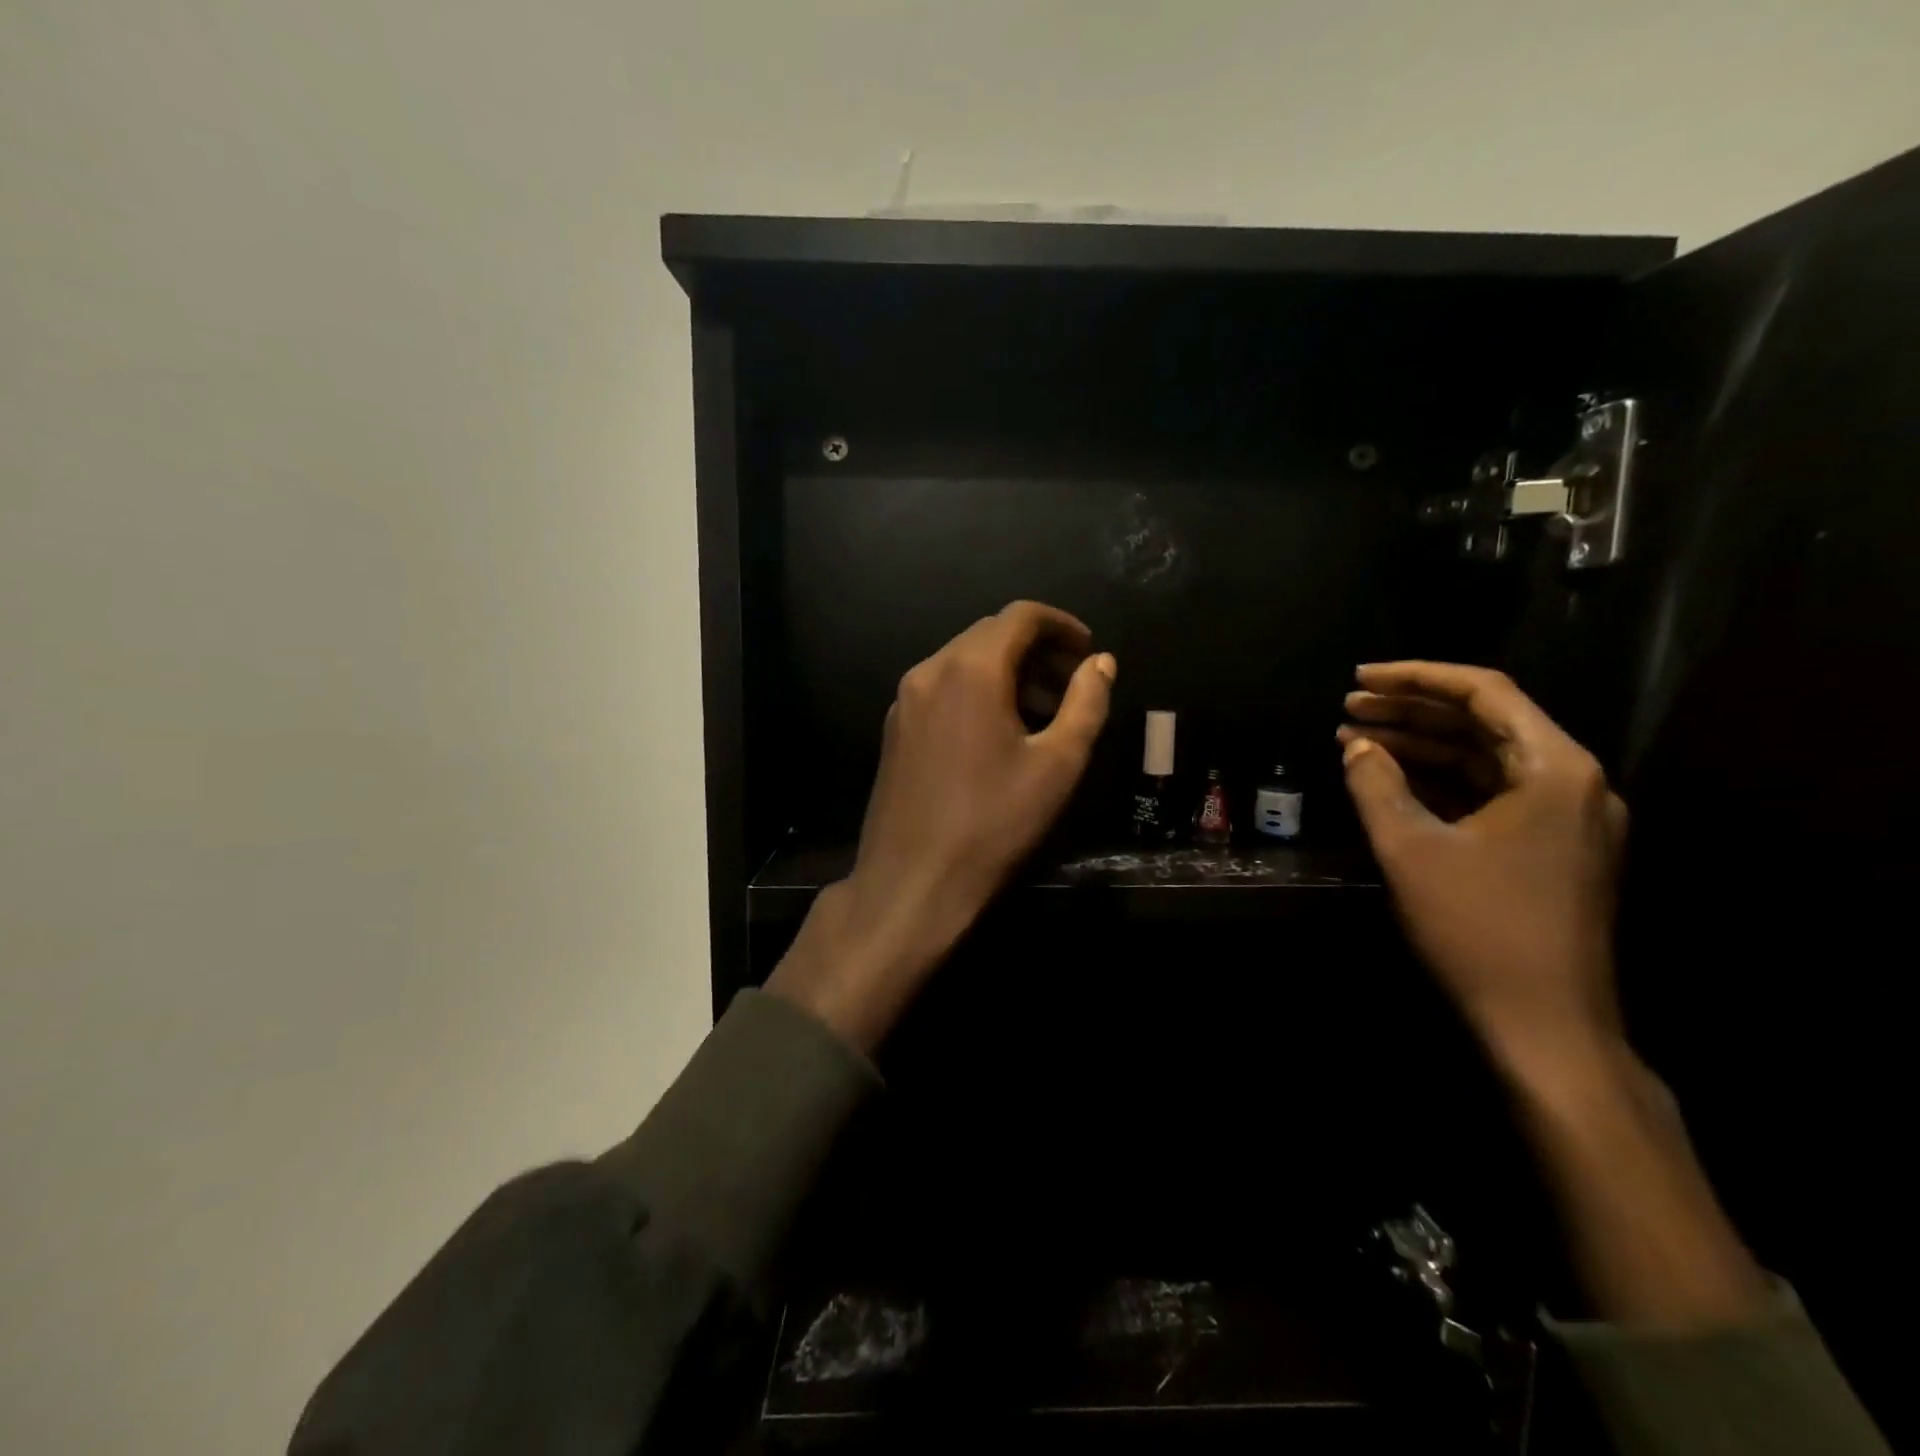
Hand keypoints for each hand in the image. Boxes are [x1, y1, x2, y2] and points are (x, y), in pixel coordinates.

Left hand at [768, 602, 1115, 1052]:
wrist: (912, 882)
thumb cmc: (994, 823)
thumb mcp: (1058, 764)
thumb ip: (1086, 703)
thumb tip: (1101, 663)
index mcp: (970, 668)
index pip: (1020, 616)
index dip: (1062, 625)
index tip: (1089, 652)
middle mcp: (930, 670)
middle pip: (990, 634)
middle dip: (1037, 650)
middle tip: (1072, 686)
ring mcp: (905, 699)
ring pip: (964, 661)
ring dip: (1007, 672)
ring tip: (1043, 713)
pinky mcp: (895, 728)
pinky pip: (943, 688)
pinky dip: (977, 692)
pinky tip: (998, 733)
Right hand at [1337, 662, 1628, 1070]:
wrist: (1544, 1025)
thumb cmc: (1478, 929)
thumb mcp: (1410, 849)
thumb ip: (1377, 784)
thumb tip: (1357, 745)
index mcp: (1554, 769)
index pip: (1484, 693)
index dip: (1416, 677)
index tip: (1359, 678)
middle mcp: (1573, 783)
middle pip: (1485, 722)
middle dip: (1412, 712)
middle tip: (1347, 709)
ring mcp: (1568, 818)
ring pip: (1486, 759)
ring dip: (1422, 746)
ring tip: (1357, 739)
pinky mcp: (1552, 849)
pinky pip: (1491, 794)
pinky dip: (1441, 782)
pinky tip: (1393, 780)